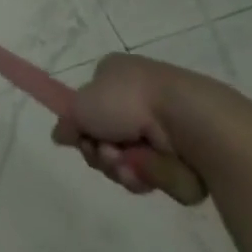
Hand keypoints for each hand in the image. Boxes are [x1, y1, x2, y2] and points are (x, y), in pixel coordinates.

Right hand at [51, 52, 216, 199]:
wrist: (190, 120)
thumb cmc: (130, 101)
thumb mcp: (80, 107)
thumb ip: (67, 122)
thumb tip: (60, 135)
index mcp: (117, 76)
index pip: (90, 107)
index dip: (82, 127)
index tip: (80, 138)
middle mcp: (140, 100)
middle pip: (105, 139)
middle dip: (101, 153)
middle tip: (107, 154)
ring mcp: (163, 128)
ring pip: (127, 162)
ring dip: (122, 167)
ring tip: (131, 165)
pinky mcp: (184, 154)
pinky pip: (154, 175)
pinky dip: (148, 175)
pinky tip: (152, 170)